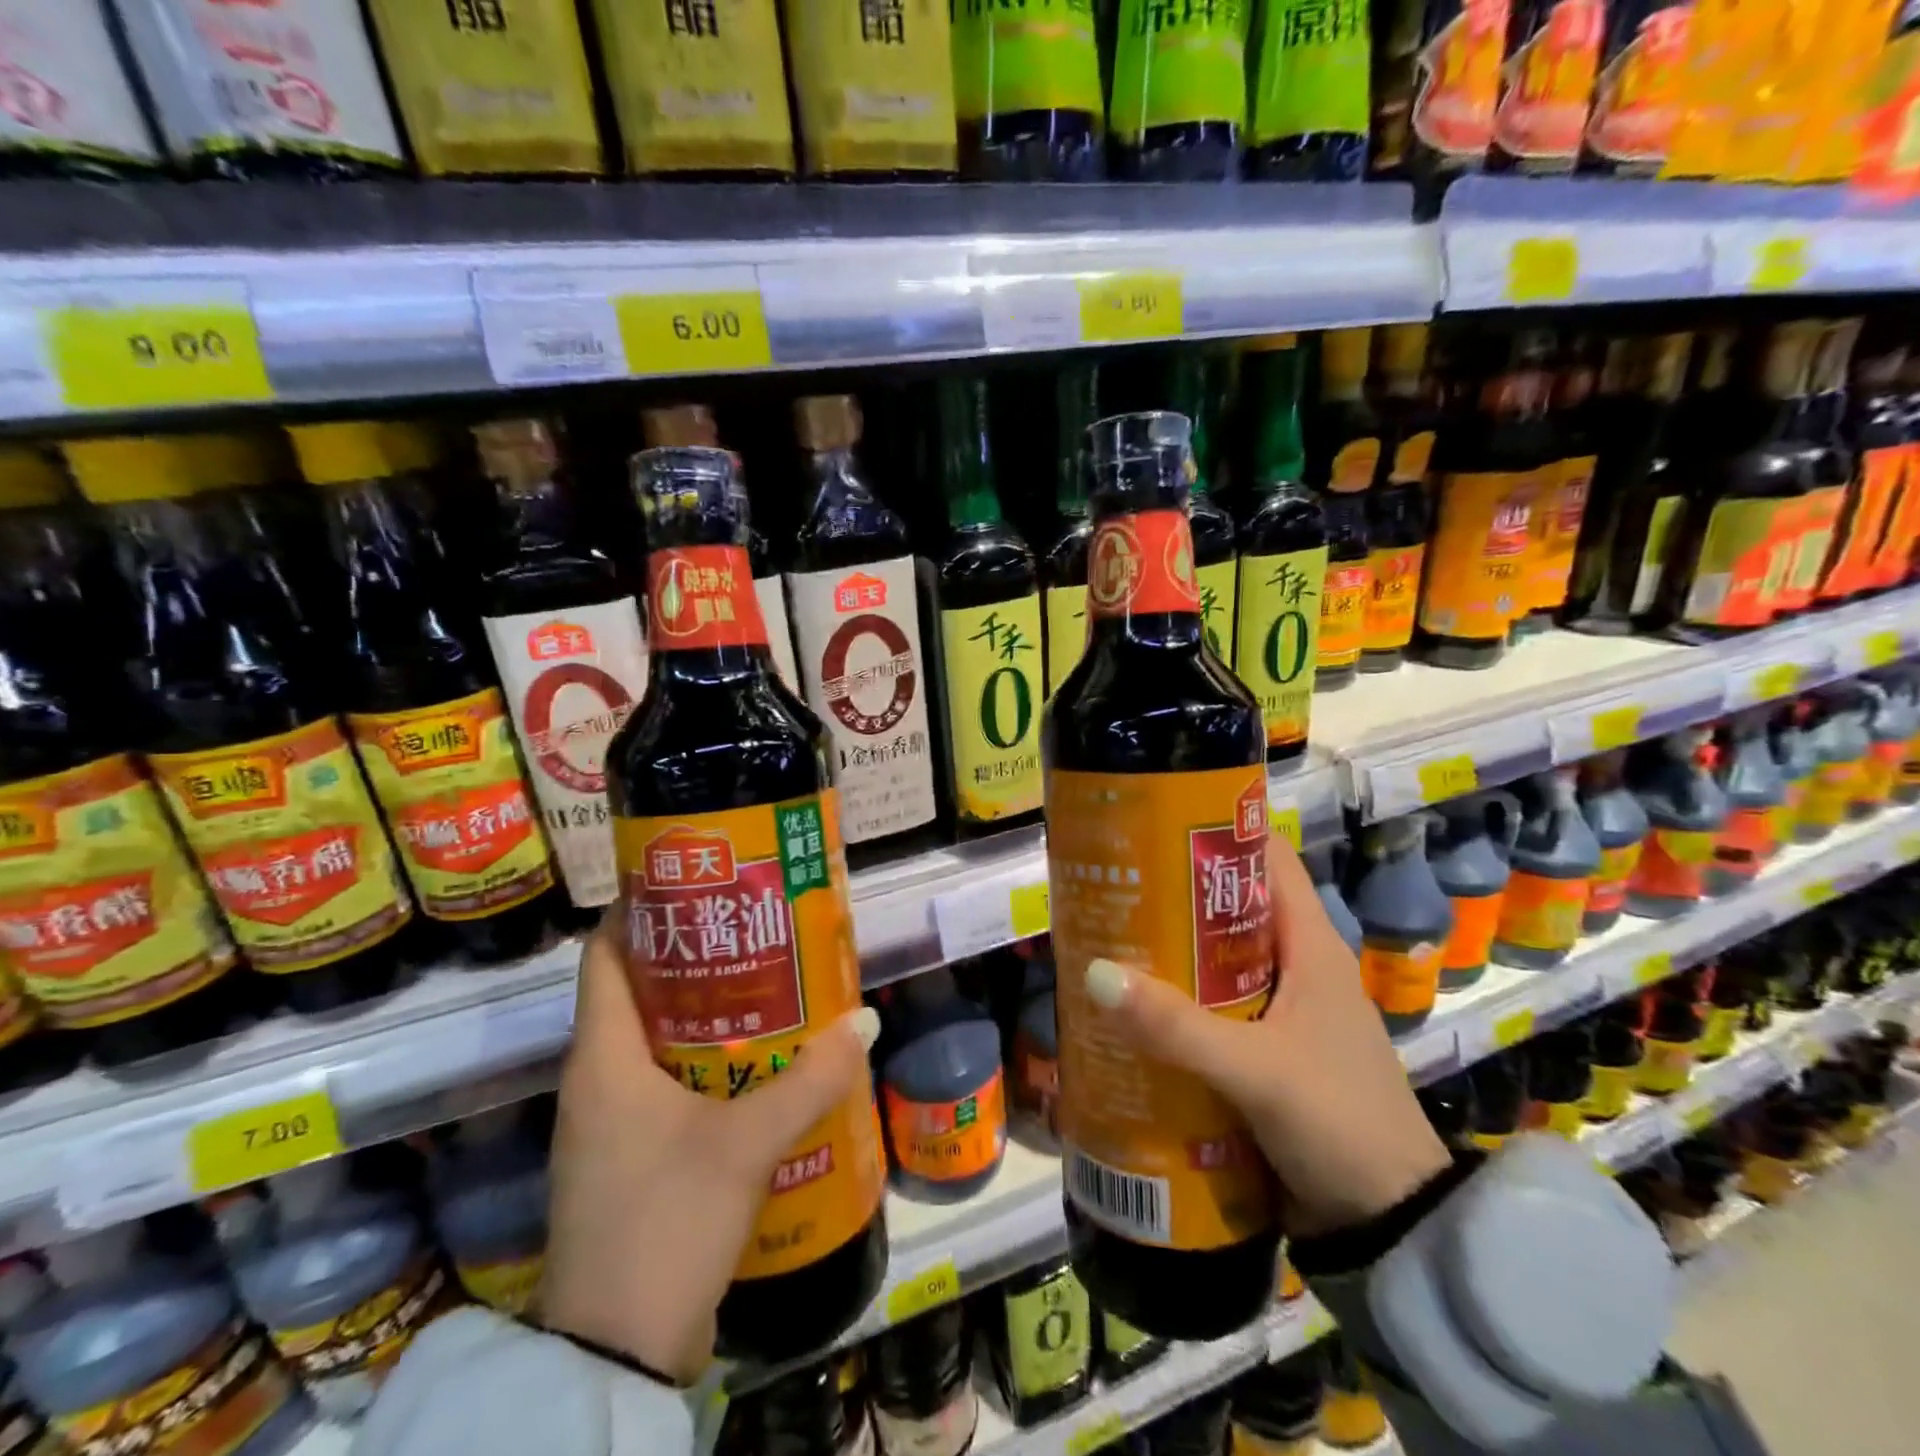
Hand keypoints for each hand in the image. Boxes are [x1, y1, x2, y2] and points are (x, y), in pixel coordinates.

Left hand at [536, 911, 878, 1382]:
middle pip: (640, 993)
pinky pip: (667, 1088)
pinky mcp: (631, 1160)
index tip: (698, 886)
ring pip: (657, 1043)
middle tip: (757, 932)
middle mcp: (597, 1081)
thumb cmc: (664, 1221)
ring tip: (769, 988)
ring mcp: (610, 1125)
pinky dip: (708, 1066)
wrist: (614, 1358)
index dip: (642, 912)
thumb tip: (862, 1021)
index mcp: (602, 1057)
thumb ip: (809, 1080)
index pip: (605, 956)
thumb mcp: (745, 1144)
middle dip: (696, 960)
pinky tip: (759, 1068)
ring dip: (708, 1016)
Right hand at [1085, 832, 1448, 1238]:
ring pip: (1216, 964)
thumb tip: (1096, 974)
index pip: (1268, 862)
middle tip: (1114, 885)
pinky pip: (1212, 1012)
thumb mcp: (1258, 1070)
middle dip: (1175, 898)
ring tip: (1107, 941)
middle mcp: (1296, 969)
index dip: (1218, 835)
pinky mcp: (1265, 1054)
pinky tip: (1131, 1012)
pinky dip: (1175, 1007)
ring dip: (1169, 956)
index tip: (1157, 823)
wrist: (1389, 1227)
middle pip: (1229, 911)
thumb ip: (1178, 1027)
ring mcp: (1280, 1014)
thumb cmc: (1340, 1123)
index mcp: (1311, 947)